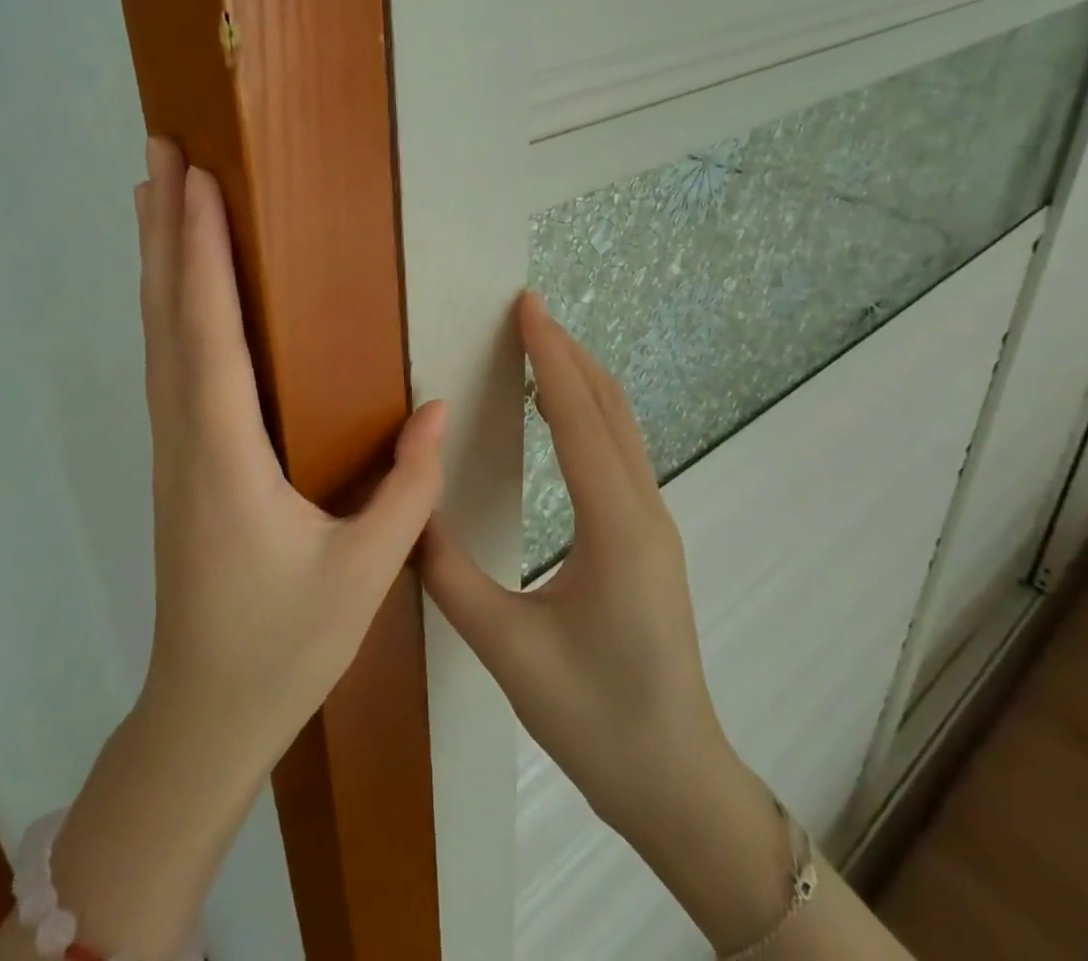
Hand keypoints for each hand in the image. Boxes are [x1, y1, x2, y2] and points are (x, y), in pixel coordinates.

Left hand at [133, 137, 444, 769]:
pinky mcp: (178, 457)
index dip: (204, 249)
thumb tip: (434, 407)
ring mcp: (174, 445)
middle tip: (159, 151)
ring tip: (154, 194)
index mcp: (225, 453)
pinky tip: (176, 286)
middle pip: (168, 312)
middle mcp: (185, 434)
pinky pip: (168, 361)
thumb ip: (405, 486)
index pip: (210, 330)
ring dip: (158, 258)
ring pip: (158, 332)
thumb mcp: (364, 572)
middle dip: (165, 227)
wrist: (203, 714)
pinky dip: (169, 304)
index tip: (198, 179)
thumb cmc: (282, 646)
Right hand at [419, 293, 742, 847]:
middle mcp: (643, 510)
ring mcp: (654, 523)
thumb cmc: (594, 720)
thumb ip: (450, 573)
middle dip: (567, 352)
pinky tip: (560, 414)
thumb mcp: (507, 650)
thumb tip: (411, 509)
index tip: (527, 306)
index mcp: (615, 528)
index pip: (576, 416)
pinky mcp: (649, 538)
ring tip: (539, 347)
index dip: (548, 356)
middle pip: (608, 407)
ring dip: (582, 378)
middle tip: (526, 312)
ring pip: (622, 426)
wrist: (677, 781)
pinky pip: (622, 451)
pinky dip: (590, 411)